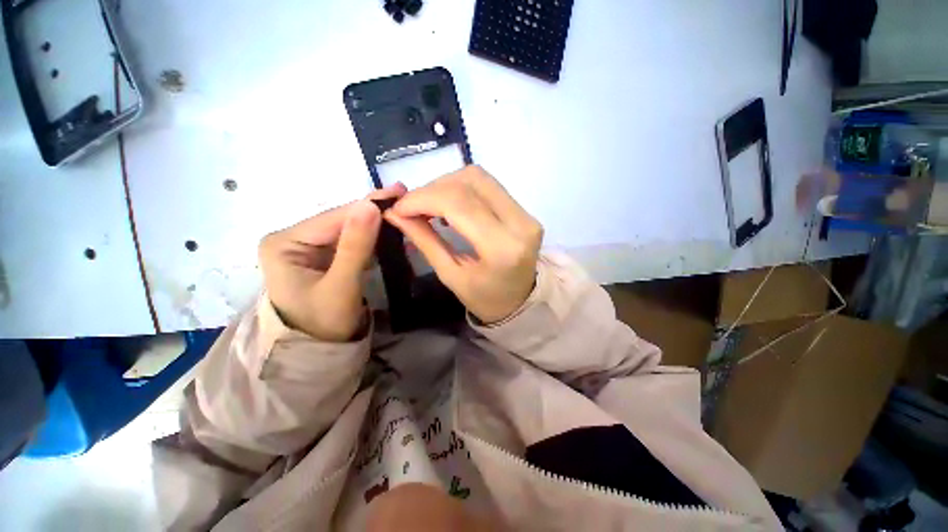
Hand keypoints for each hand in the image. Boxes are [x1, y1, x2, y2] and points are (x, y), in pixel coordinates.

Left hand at [259, 183, 406, 341]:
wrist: (320, 350)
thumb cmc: (324, 324)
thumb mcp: (340, 286)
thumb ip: (355, 246)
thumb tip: (370, 205)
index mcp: (284, 243)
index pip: (333, 218)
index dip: (367, 206)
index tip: (399, 193)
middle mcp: (293, 238)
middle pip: (340, 220)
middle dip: (372, 212)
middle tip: (403, 196)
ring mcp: (308, 246)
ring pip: (348, 228)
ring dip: (375, 222)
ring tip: (400, 208)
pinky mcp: (323, 255)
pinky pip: (351, 240)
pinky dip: (372, 236)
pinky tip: (389, 227)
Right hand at [385, 166, 542, 323]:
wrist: (520, 302)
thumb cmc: (484, 299)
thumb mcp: (450, 275)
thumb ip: (425, 241)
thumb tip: (394, 213)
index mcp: (501, 248)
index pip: (459, 204)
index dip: (423, 198)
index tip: (398, 208)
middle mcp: (520, 224)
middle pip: (470, 181)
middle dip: (432, 189)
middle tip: (411, 207)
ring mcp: (526, 214)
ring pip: (479, 177)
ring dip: (446, 185)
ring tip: (429, 206)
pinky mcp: (525, 211)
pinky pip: (488, 186)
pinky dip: (461, 188)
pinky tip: (448, 206)